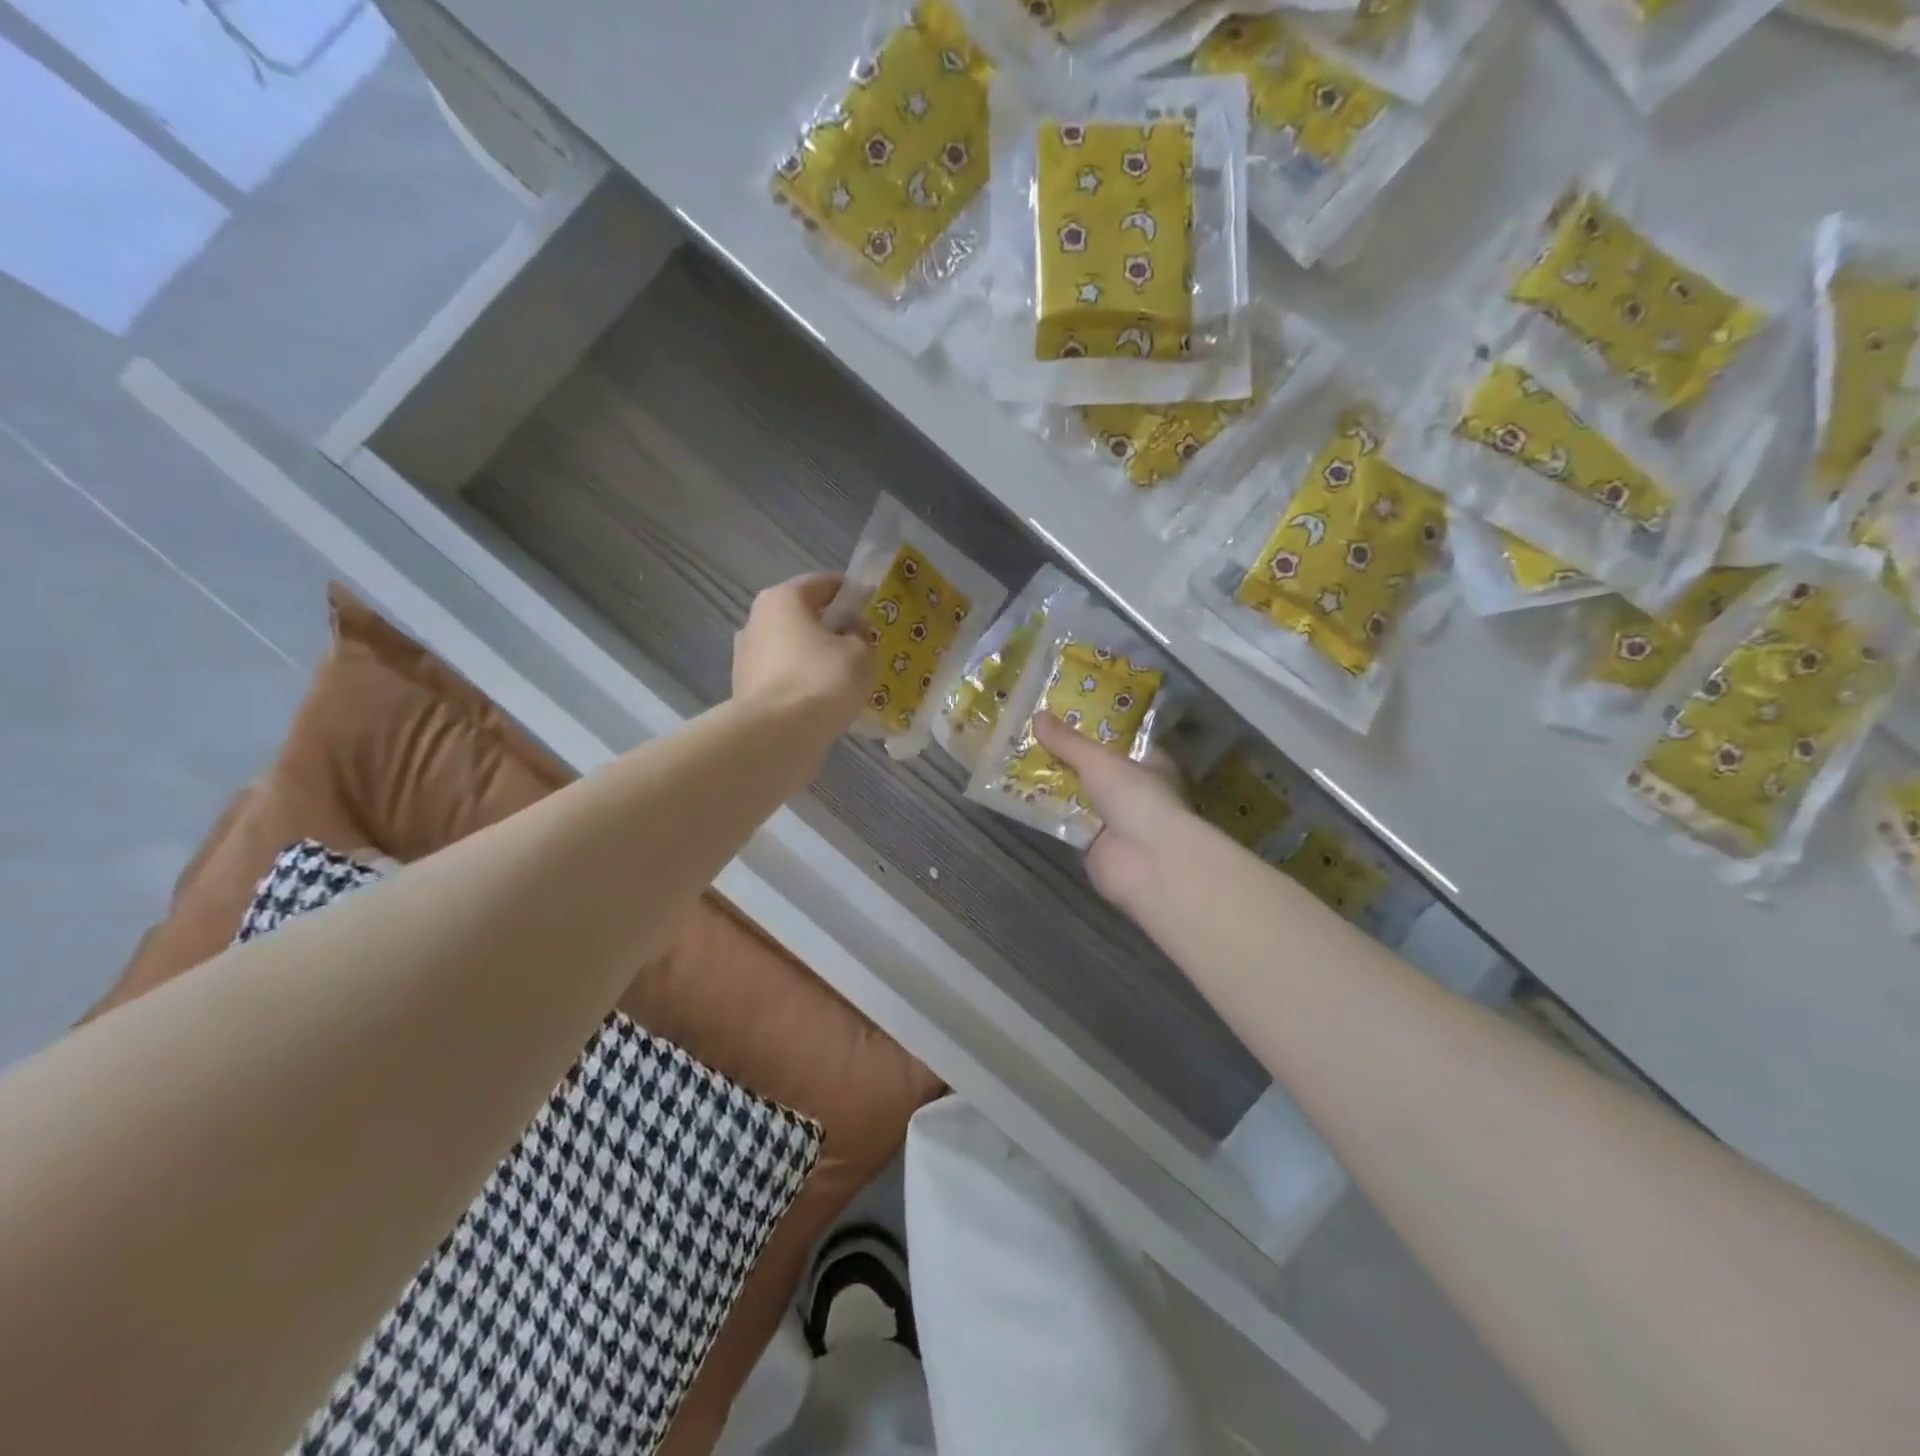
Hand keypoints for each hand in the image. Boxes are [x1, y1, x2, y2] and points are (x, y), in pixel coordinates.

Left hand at [733, 574, 873, 748]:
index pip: (824, 583)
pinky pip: (784, 679)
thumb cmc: (822, 681)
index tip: (875, 612)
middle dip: (833, 629)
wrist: (777, 737)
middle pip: (804, 617)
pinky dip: (803, 685)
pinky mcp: (746, 692)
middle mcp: (756, 621)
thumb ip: (861, 635)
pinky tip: (825, 702)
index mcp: (782, 599)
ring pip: (792, 650)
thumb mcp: (861, 653)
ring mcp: (746, 658)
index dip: (853, 594)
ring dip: (816, 659)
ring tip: (846, 680)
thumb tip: (851, 634)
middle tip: (863, 647)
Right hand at [1033, 712, 1191, 912]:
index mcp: (1151, 765)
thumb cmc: (1136, 798)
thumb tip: (1038, 715)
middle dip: (1068, 757)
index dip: (1098, 730)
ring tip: (1018, 759)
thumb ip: (1069, 742)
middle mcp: (1135, 792)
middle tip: (1032, 735)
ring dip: (1054, 784)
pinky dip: (1048, 812)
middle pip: (1097, 770)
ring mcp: (1115, 821)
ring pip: (1079, 797)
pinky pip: (1066, 823)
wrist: (1146, 861)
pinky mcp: (1094, 846)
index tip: (1067, 715)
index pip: (1124, 742)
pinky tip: (1020, 795)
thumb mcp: (1100, 760)